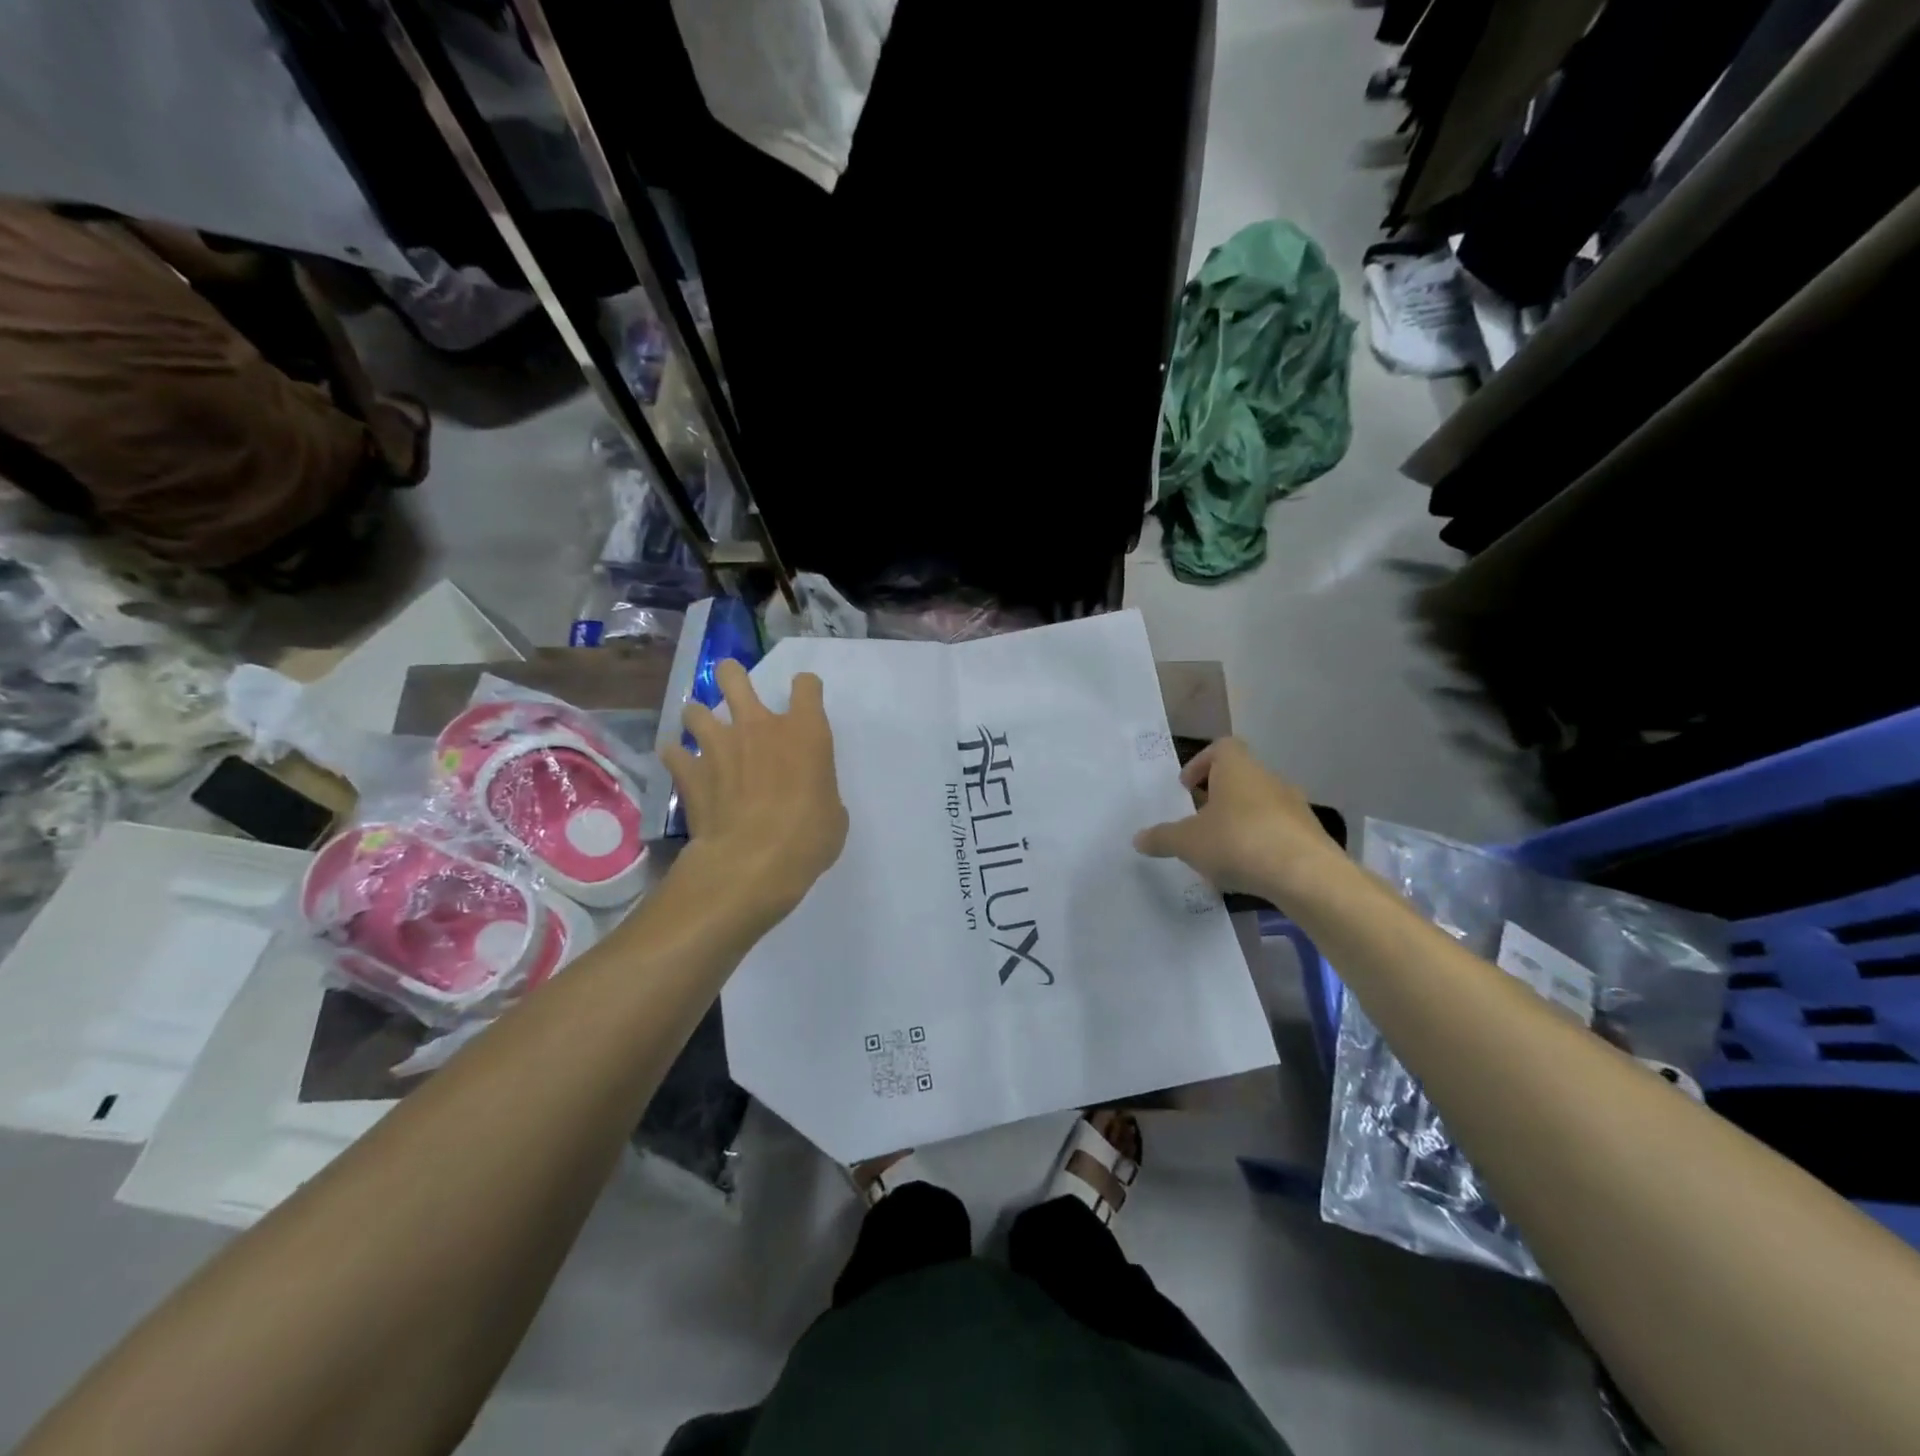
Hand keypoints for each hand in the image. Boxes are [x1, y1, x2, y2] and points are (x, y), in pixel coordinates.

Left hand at [662, 660, 848, 923]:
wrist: (754, 861)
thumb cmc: (809, 836)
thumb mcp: (833, 812)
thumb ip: (819, 790)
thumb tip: (809, 796)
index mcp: (805, 731)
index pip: (807, 686)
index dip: (806, 689)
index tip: (804, 698)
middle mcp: (759, 726)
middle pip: (735, 677)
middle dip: (732, 676)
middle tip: (733, 685)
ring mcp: (718, 745)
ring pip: (695, 710)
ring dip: (699, 718)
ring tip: (702, 731)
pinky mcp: (689, 772)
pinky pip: (672, 752)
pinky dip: (676, 757)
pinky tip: (682, 768)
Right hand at [1133, 738, 1344, 899]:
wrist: (1306, 876)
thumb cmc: (1238, 842)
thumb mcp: (1187, 842)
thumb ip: (1162, 838)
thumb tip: (1138, 838)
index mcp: (1237, 768)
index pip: (1221, 747)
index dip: (1201, 763)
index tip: (1187, 787)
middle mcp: (1268, 779)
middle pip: (1240, 778)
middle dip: (1218, 798)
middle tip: (1198, 821)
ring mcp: (1295, 807)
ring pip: (1260, 805)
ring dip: (1240, 822)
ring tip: (1220, 852)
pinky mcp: (1310, 835)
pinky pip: (1278, 831)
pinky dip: (1261, 844)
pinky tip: (1247, 870)